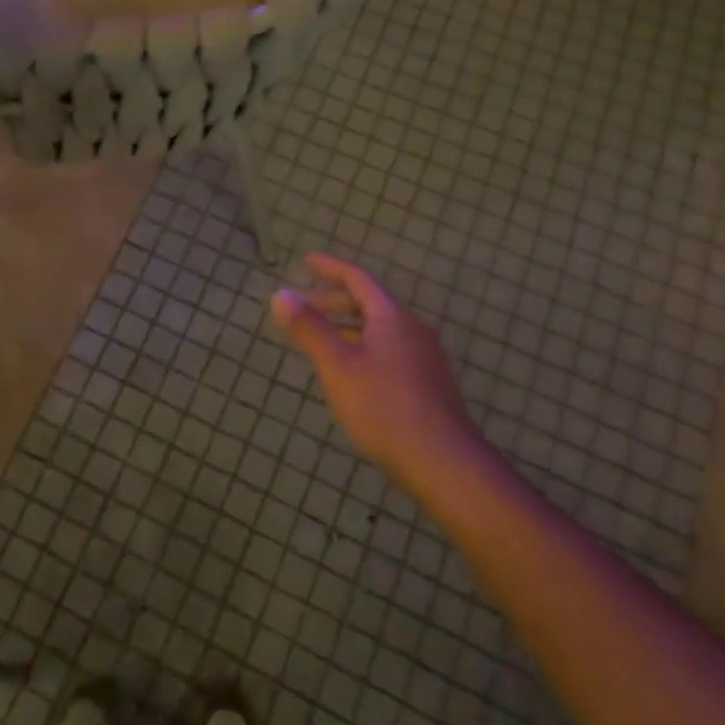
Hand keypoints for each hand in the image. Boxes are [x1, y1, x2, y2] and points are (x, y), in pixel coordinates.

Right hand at [270, 254, 485, 494]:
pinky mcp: (428, 385)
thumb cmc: (383, 408)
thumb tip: (280, 295)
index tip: (306, 261)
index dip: (330, 268)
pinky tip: (350, 373)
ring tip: (319, 341)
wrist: (443, 463)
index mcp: (392, 318)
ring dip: (347, 328)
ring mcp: (424, 359)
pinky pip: (388, 351)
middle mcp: (412, 331)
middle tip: (302, 307)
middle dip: (334, 302)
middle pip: (369, 305)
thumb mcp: (338, 367)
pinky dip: (362, 348)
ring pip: (379, 331)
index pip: (357, 280)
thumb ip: (309, 329)